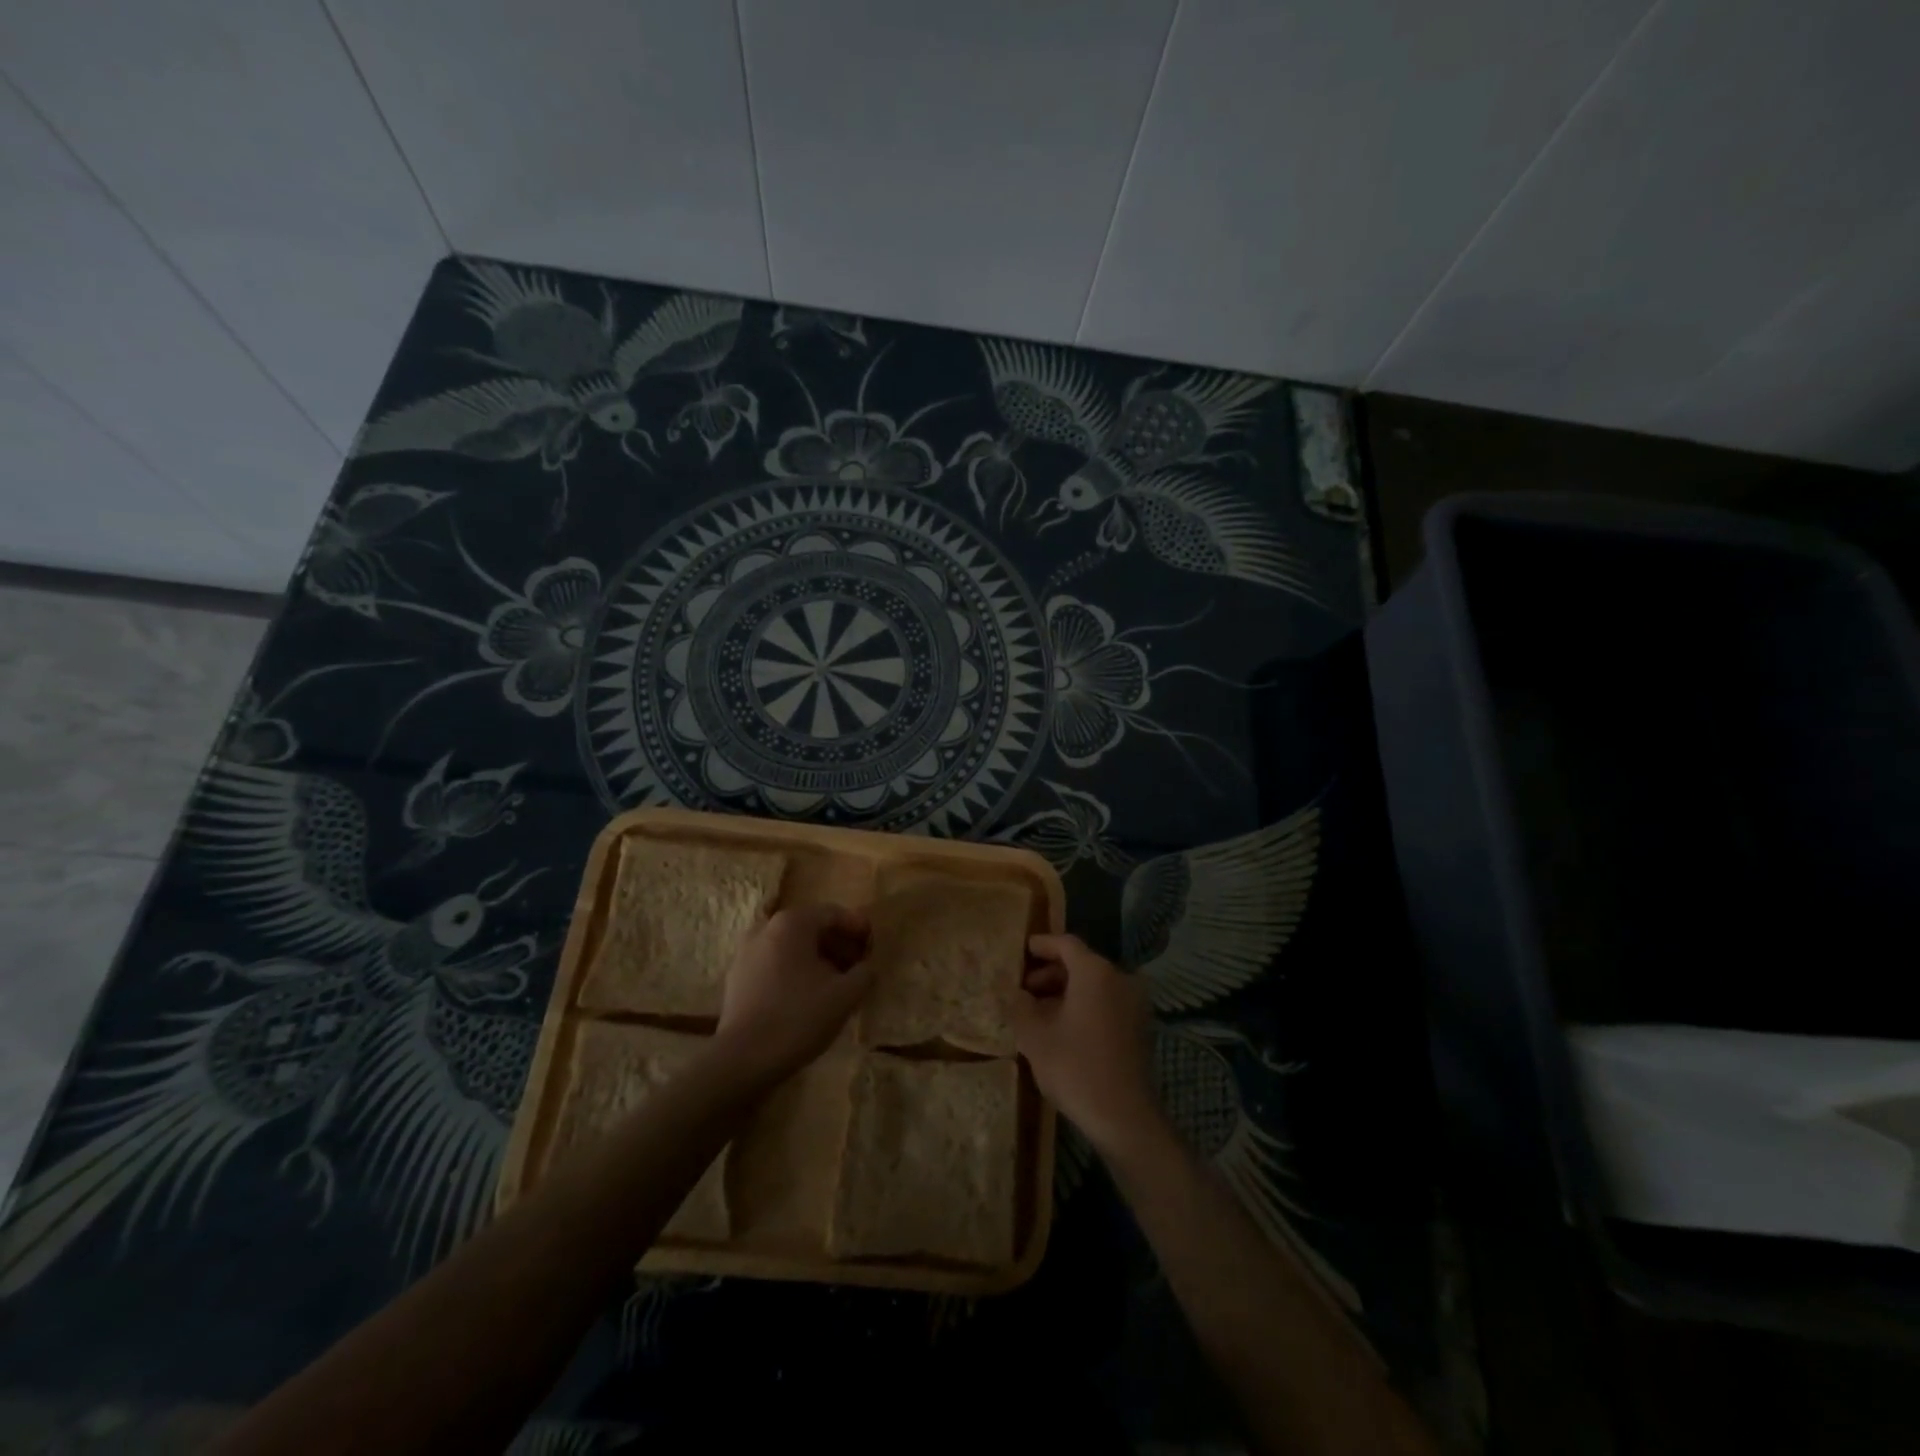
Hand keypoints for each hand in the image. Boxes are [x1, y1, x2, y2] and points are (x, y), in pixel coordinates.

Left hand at [714, 903, 873, 1084]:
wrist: (743, 1059)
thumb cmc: (799, 1017)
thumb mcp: (845, 995)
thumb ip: (864, 973)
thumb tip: (866, 967)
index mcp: (791, 923)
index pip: (833, 913)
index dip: (857, 927)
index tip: (873, 945)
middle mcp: (765, 928)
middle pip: (810, 928)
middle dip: (837, 944)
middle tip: (858, 965)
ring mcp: (746, 952)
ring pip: (791, 947)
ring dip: (816, 959)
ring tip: (835, 983)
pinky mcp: (736, 978)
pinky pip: (774, 964)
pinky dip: (794, 972)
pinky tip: (806, 997)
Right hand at [1013, 933, 1163, 1155]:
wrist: (1123, 1116)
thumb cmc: (1075, 1067)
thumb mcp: (1034, 1036)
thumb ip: (1020, 1006)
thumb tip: (1015, 993)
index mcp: (1095, 972)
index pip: (1066, 944)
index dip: (1042, 945)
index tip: (1022, 951)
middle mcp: (1120, 979)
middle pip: (1081, 964)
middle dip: (1050, 974)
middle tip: (1024, 990)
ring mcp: (1134, 1003)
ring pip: (1094, 985)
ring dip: (1066, 992)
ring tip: (1038, 1013)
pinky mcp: (1139, 1027)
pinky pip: (1106, 1003)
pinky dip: (1084, 1006)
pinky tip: (1062, 1028)